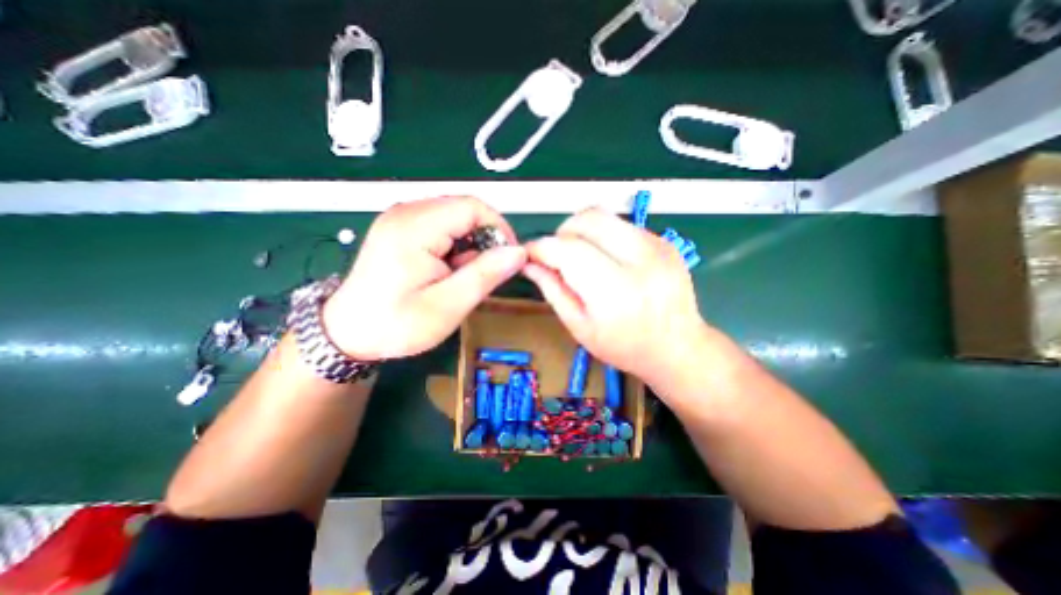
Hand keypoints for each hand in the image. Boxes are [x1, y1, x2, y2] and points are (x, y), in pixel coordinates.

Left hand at [322, 197, 522, 358]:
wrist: (348, 334)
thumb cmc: (397, 324)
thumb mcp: (447, 305)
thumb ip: (485, 275)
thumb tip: (518, 252)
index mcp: (415, 227)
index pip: (473, 207)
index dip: (499, 229)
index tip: (507, 260)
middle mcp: (406, 212)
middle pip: (464, 210)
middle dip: (484, 240)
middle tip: (484, 274)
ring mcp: (401, 218)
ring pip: (455, 219)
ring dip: (470, 246)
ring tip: (462, 277)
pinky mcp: (400, 228)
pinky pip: (441, 227)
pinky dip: (455, 247)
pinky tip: (448, 271)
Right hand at [525, 206, 710, 390]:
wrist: (678, 347)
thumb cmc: (624, 346)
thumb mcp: (579, 327)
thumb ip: (552, 290)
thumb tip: (529, 263)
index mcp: (615, 291)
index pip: (567, 250)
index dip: (540, 247)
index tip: (529, 254)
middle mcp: (640, 260)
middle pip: (587, 219)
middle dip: (562, 232)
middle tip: (558, 255)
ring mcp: (657, 245)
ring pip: (604, 215)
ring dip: (582, 231)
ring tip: (581, 256)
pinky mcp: (664, 241)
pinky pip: (620, 224)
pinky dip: (603, 235)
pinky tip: (606, 259)